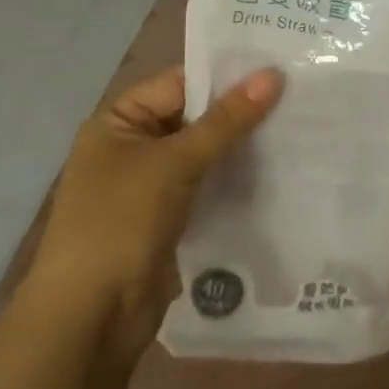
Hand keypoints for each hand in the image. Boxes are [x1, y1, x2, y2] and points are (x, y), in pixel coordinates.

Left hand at [28, 66, 281, 355]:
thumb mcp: (175, 163)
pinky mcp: (167, 219)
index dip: (226, 77)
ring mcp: (149, 187)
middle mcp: (131, 148)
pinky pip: (206, 187)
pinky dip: (233, 180)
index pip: (179, 84)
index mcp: (118, 123)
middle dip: (240, 113)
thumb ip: (226, 120)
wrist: (91, 318)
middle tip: (297, 98)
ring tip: (297, 129)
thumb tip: (272, 75)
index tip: (278, 70)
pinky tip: (276, 172)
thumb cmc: (121, 223)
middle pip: (194, 118)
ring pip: (204, 155)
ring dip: (241, 148)